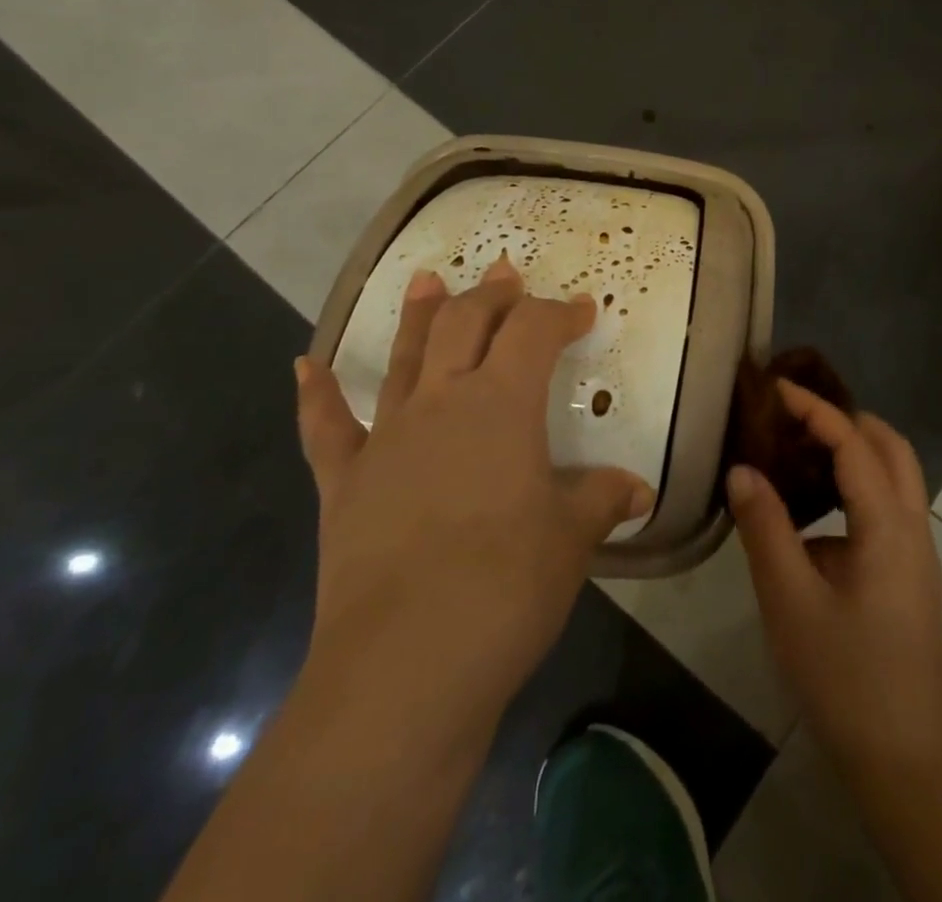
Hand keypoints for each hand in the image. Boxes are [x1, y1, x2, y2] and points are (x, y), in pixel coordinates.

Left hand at [293, 255, 652, 716]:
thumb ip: (601, 501)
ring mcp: (387, 438)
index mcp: (502, 404)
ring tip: (426, 278)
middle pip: (466, 324)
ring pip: (405, 357)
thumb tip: (638, 490)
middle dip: (492, 295)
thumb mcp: (571, 539)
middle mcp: (443, 403)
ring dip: (419, 314)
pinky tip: (303, 366)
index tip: (583, 310)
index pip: (535, 332)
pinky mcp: (345, 482)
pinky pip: (325, 428)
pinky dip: (315, 395)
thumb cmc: (507, 588)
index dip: (561, 314)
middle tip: (507, 275)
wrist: (405, 666)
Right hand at [728, 381, 941, 777]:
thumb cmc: (845, 678)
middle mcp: (912, 528)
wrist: (906, 762)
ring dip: (854, 451)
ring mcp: (917, 553)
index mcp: (888, 525)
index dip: (815, 409)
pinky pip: (887, 507)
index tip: (776, 389)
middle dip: (846, 419)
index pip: (854, 443)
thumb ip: (765, 528)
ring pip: (894, 476)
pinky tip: (813, 514)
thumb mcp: (790, 602)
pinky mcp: (910, 576)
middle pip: (890, 447)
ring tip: (800, 451)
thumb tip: (742, 469)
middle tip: (794, 416)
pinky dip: (856, 485)